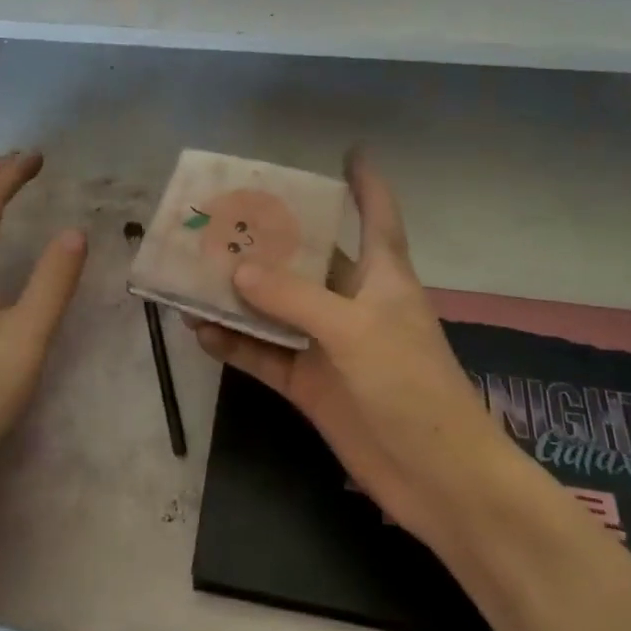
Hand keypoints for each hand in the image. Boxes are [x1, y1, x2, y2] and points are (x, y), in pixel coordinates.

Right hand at [189, 150, 498, 540]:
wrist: (438, 480)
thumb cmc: (412, 386)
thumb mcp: (355, 330)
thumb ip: (293, 297)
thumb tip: (236, 271)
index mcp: (381, 276)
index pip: (376, 215)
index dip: (365, 182)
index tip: (349, 150)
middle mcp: (351, 302)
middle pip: (306, 258)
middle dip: (269, 238)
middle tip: (220, 214)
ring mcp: (327, 344)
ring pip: (274, 307)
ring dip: (238, 295)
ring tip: (192, 273)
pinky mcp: (310, 383)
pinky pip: (263, 354)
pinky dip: (235, 344)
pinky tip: (200, 332)